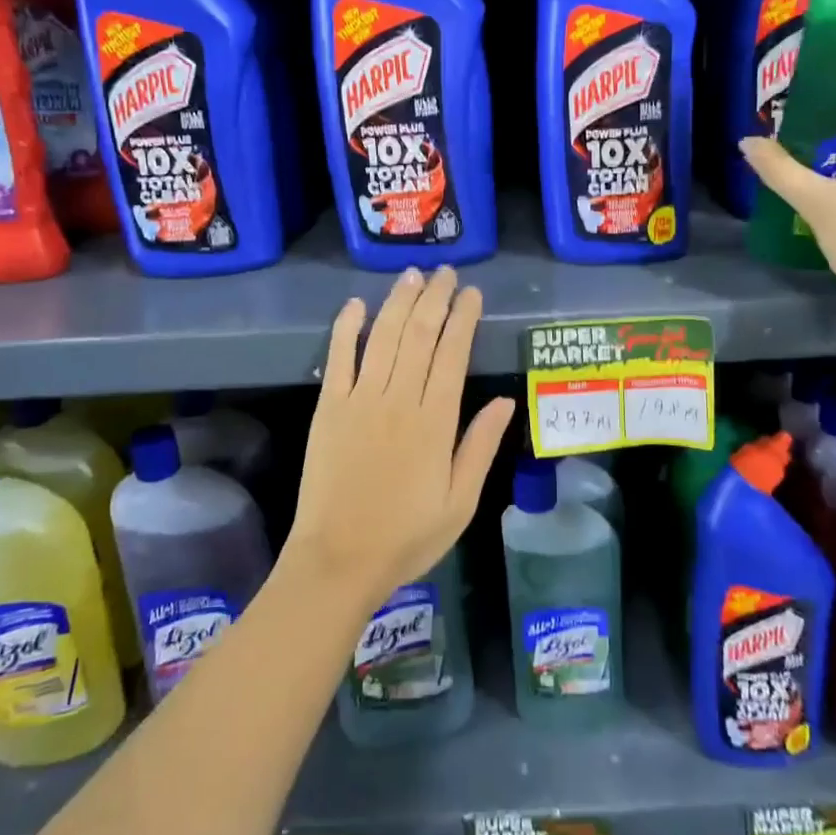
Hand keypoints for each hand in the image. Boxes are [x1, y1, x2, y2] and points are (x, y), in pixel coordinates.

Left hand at [285, 266, 514, 610]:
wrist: (338, 561)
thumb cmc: (406, 537)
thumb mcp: (460, 502)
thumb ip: (481, 447)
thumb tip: (507, 401)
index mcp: (435, 422)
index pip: (453, 354)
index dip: (464, 318)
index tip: (472, 293)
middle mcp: (399, 400)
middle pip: (420, 335)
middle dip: (435, 298)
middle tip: (446, 273)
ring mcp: (359, 400)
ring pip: (383, 337)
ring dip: (399, 302)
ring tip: (413, 275)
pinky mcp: (328, 407)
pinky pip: (338, 358)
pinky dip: (346, 328)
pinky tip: (356, 304)